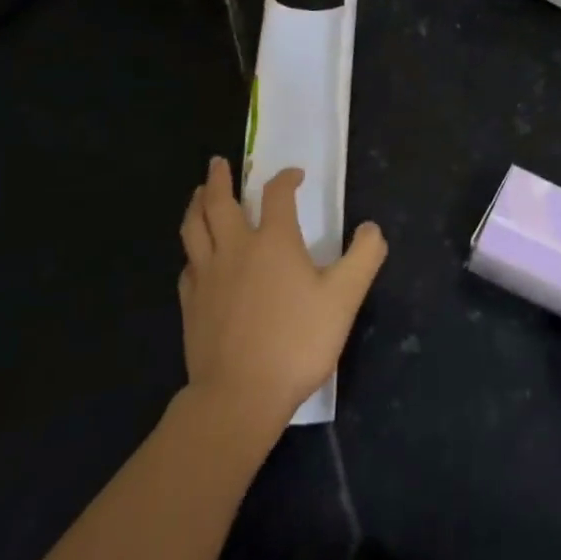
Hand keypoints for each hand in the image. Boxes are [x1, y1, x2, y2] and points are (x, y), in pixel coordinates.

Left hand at [178, 156, 386, 433]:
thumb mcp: (344, 298)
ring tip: (197, 194)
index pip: (277, 194)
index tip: (295, 176)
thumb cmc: (297, 341)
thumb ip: (363, 257)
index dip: (287, 179)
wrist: (240, 396)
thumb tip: (371, 228)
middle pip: (218, 202)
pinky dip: (193, 251)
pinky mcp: (191, 304)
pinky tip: (196, 256)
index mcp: (273, 240)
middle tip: (219, 163)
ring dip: (196, 205)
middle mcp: (235, 248)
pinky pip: (188, 265)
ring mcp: (207, 275)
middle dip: (219, 178)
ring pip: (194, 228)